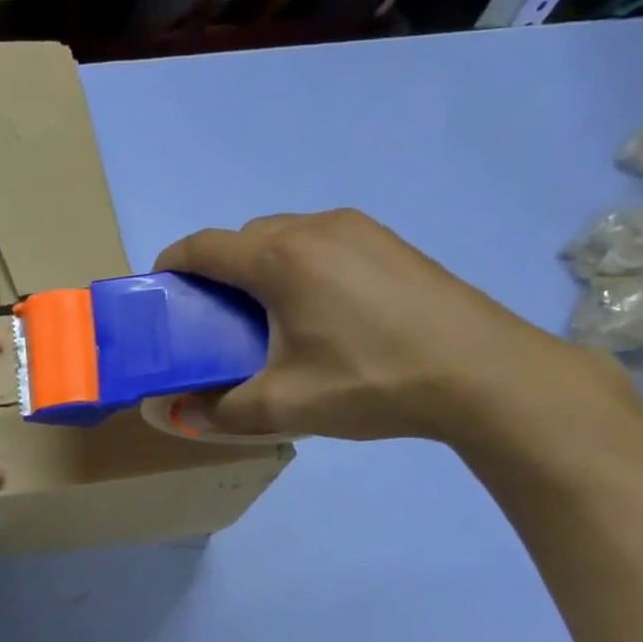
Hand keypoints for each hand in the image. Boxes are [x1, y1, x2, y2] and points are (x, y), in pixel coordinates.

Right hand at [156, 209, 597, 443]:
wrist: (481, 374)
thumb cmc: (369, 382)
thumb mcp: (282, 406)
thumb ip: (218, 411)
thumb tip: (178, 414)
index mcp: (278, 257)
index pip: (202, 246)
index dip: (171, 266)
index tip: (161, 296)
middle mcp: (314, 227)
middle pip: (243, 238)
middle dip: (218, 273)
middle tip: (217, 323)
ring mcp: (359, 229)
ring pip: (286, 237)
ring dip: (262, 268)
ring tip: (269, 321)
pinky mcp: (389, 243)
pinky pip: (323, 244)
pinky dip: (301, 268)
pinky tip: (321, 315)